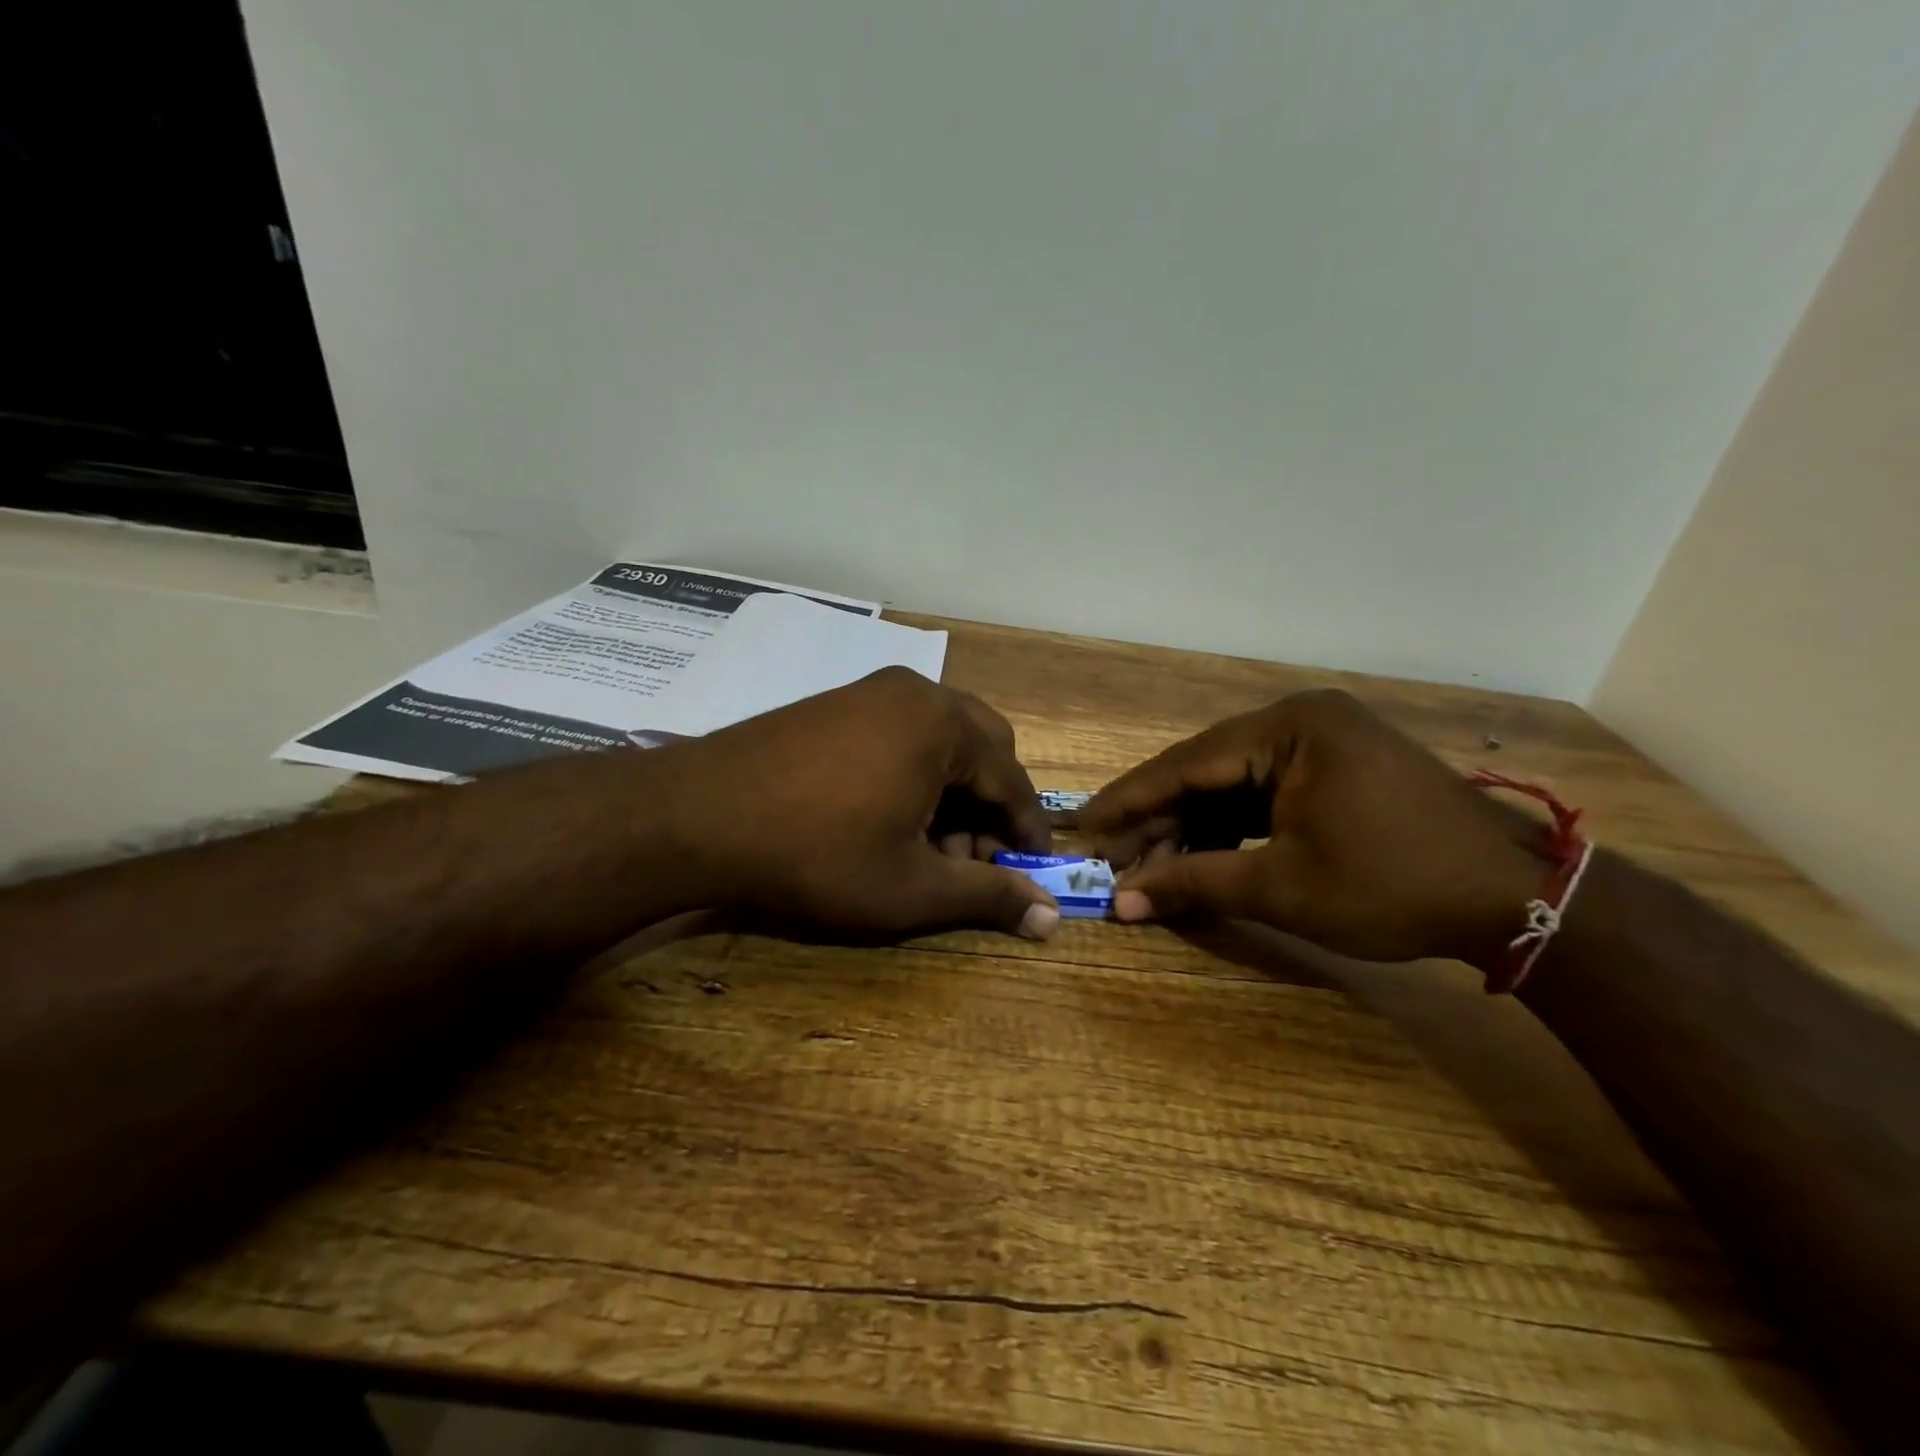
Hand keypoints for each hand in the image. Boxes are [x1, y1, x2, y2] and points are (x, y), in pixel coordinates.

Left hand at [668, 667, 1059, 938]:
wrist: (698, 815)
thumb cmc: (817, 853)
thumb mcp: (911, 887)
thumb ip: (987, 897)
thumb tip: (1049, 918)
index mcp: (944, 724)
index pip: (1011, 778)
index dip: (1027, 830)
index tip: (1034, 871)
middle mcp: (915, 692)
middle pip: (982, 748)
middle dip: (989, 806)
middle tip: (975, 859)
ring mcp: (871, 691)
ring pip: (940, 740)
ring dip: (952, 792)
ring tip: (928, 848)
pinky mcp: (838, 702)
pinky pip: (901, 733)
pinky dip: (915, 774)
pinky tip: (890, 819)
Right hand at [1081, 689, 1550, 963]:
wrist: (1517, 901)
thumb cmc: (1394, 885)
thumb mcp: (1284, 887)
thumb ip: (1196, 884)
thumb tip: (1122, 902)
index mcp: (1289, 728)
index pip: (1186, 764)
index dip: (1129, 800)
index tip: (1082, 825)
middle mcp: (1299, 722)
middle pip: (1206, 772)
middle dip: (1158, 820)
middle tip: (1111, 859)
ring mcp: (1319, 745)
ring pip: (1230, 786)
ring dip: (1191, 828)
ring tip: (1148, 867)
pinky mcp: (1332, 772)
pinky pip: (1261, 795)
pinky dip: (1228, 828)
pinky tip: (1200, 858)